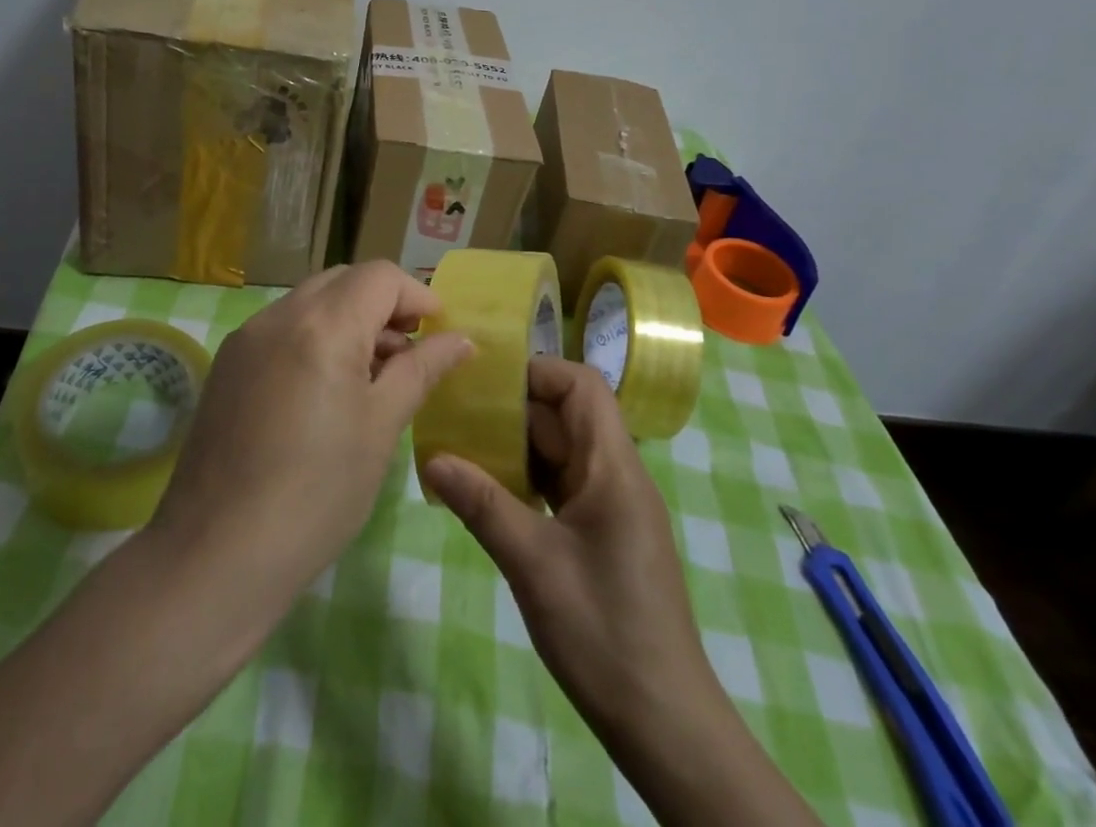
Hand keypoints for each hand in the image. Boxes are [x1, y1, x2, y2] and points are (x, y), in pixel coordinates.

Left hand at [151, 261, 470, 615]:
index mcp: (323, 324)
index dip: (417, 294)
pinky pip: (282, 328)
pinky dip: (315, 336)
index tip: (439, 331)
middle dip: (383, 303)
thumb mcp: (381, 427)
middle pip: (344, 280)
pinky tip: (325, 389)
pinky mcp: (227, 364)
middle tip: (408, 350)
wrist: (215, 556)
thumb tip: (460, 339)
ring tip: (371, 374)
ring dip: (349, 319)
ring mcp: (246, 337)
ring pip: (311, 301)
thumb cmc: (317, 494)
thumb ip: (421, 370)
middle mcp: (279, 314)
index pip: (380, 276)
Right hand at [421, 357, 709, 734]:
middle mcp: (617, 475)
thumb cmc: (604, 632)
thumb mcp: (534, 564)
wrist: (664, 723)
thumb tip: (432, 458)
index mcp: (614, 467)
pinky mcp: (604, 534)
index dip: (538, 371)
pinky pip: (562, 486)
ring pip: (562, 451)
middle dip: (515, 408)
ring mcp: (612, 506)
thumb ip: (483, 505)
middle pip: (568, 415)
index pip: (583, 386)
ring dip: (518, 446)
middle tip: (459, 413)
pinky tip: (490, 494)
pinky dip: (528, 480)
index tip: (487, 382)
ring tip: (464, 447)